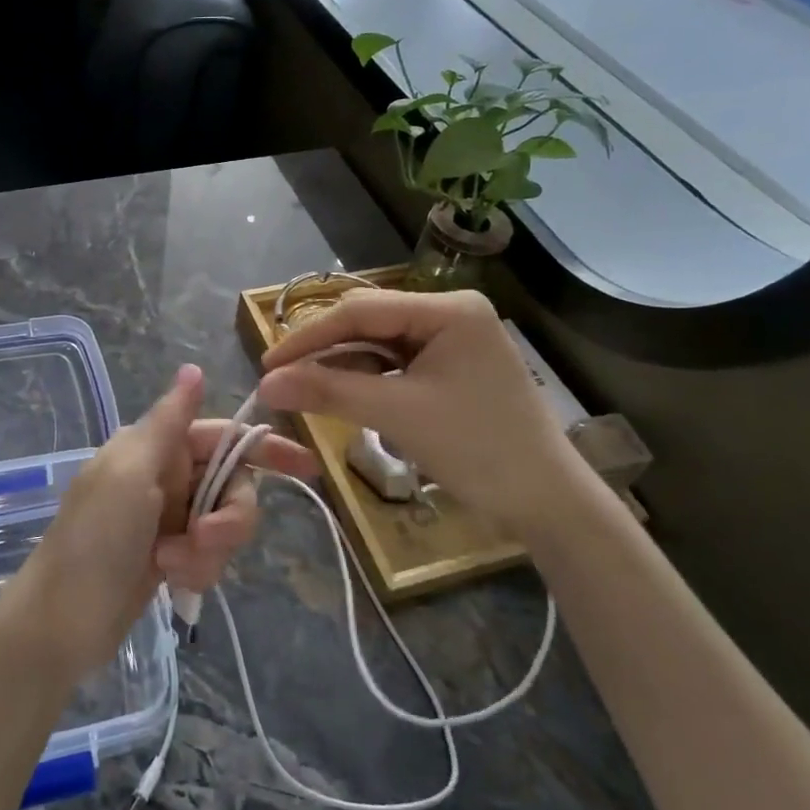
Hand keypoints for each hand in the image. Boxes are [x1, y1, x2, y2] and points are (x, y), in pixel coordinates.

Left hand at [9, 364, 318, 678]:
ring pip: (224, 525)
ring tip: (173, 566)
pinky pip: (209, 557)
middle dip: (229, 516)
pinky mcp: (171, 558)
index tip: (307, 467)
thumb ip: (169, 422)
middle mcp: (165, 477)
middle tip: (204, 538)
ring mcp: (168, 520)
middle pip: (232, 485)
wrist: (60, 622)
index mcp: (154, 447)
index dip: (264, 447)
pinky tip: (172, 583)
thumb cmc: (94, 538)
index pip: (222, 436)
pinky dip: (198, 570)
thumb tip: (193, 368)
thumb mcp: (130, 472)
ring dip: (208, 550)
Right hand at [258, 289, 591, 545]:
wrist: (544, 501)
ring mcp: (451, 341)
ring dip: (341, 368)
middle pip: (369, 324)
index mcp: (448, 309)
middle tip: (281, 380)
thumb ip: (328, 391)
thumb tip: (265, 385)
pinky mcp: (449, 368)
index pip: (361, 310)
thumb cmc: (476, 448)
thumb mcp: (396, 414)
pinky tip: (339, 397)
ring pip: (378, 345)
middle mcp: (450, 313)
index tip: (268, 364)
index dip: (309, 337)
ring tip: (303, 392)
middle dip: (325, 352)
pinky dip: (365, 381)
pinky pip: (394, 365)